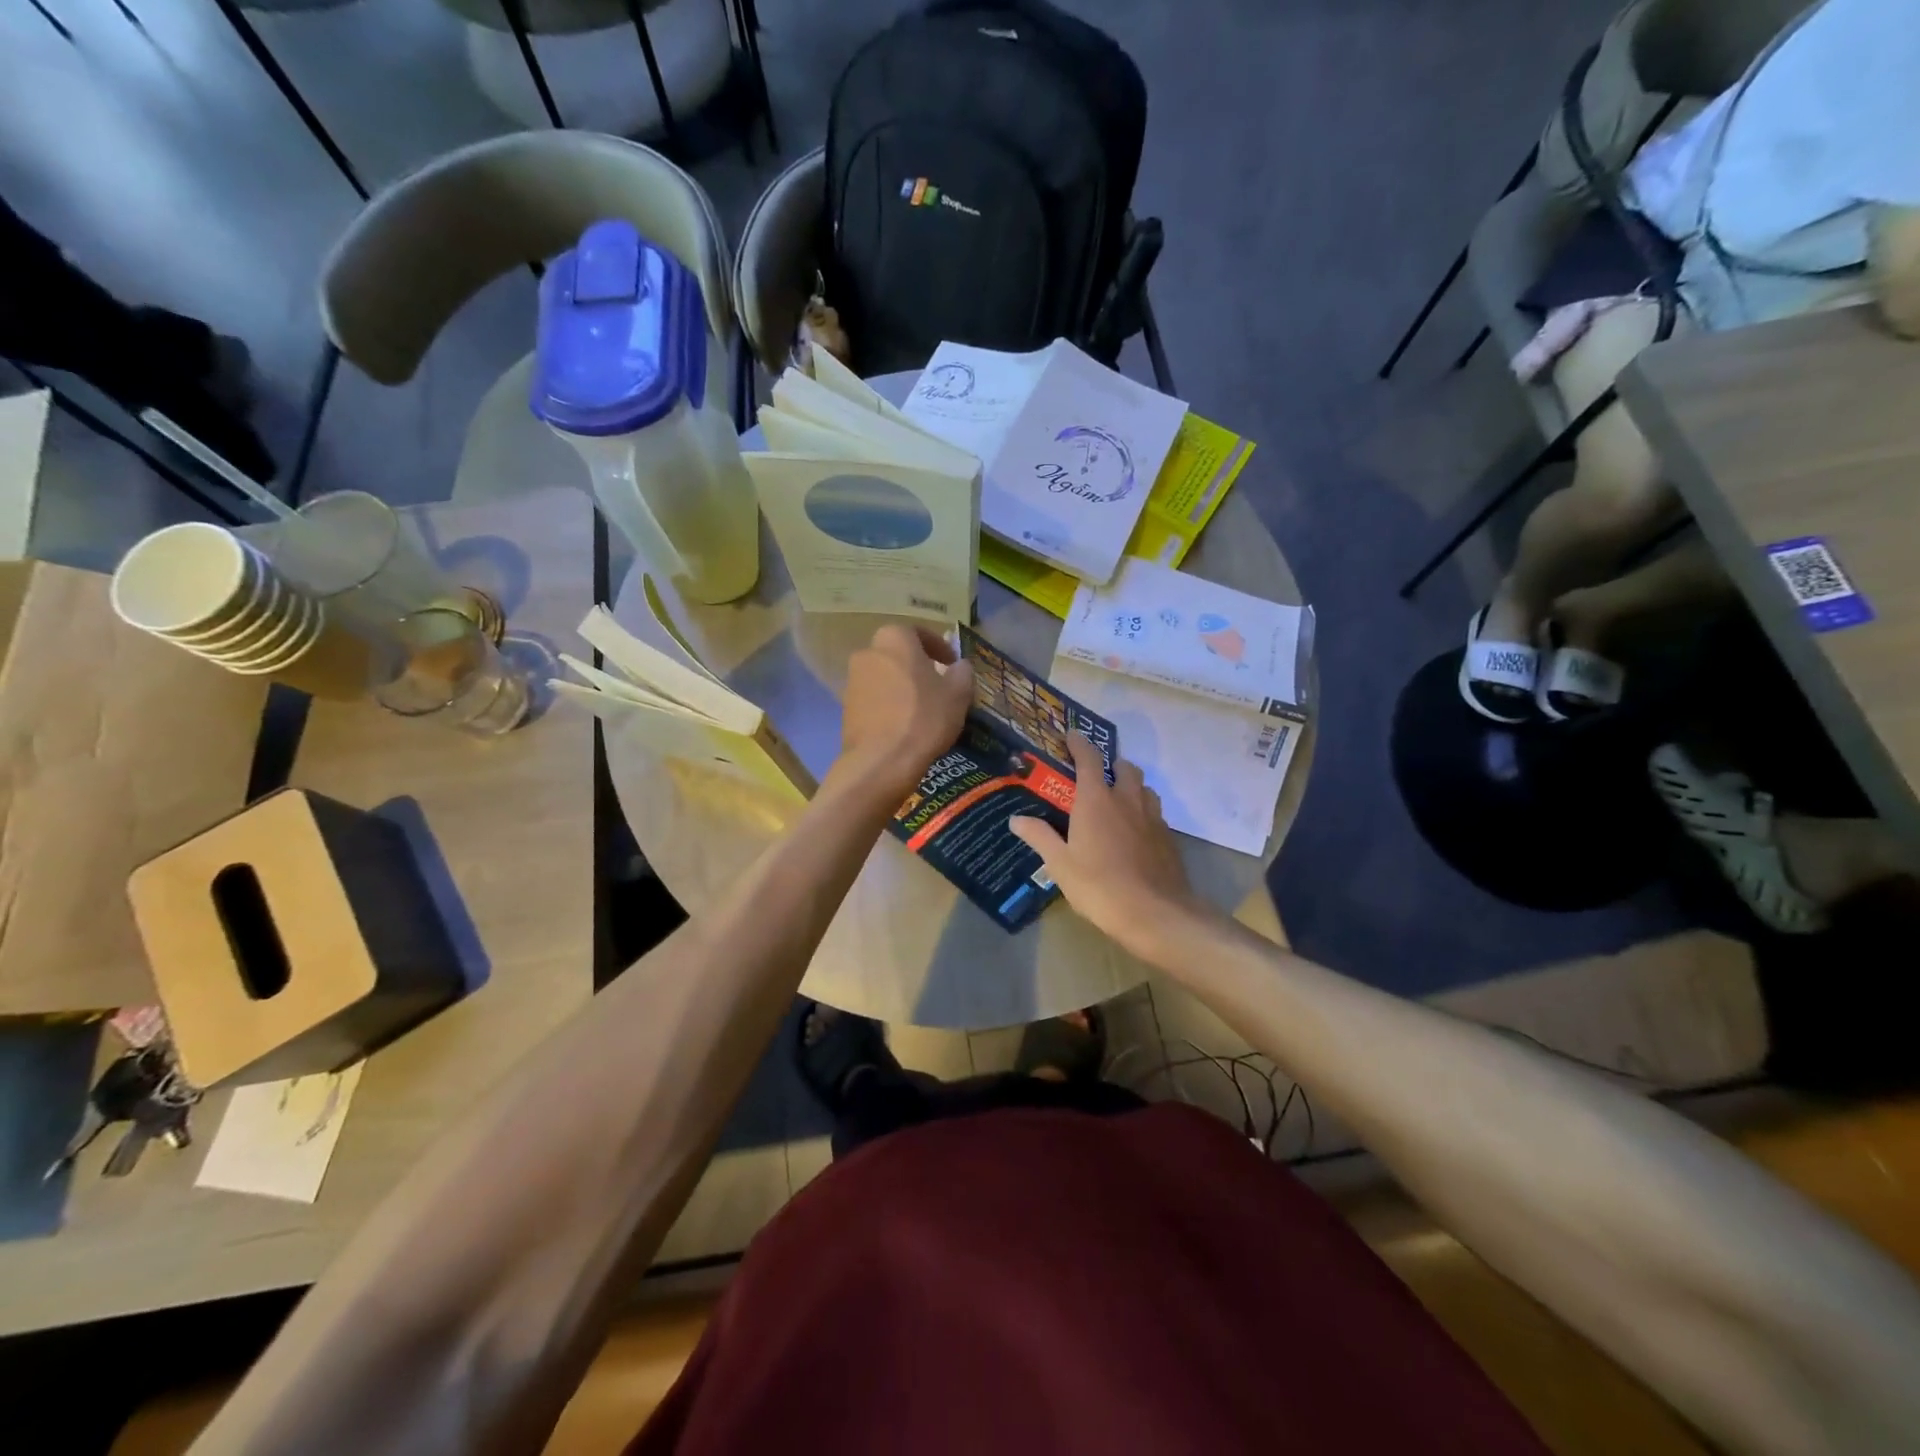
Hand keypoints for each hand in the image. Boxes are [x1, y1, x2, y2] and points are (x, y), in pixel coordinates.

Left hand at [833, 624, 974, 802]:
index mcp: (895, 639)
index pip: (918, 633)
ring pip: (884, 676)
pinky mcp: (846, 708)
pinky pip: (874, 698)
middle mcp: (868, 653)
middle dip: (917, 666)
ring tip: (922, 707)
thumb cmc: (924, 718)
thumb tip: (960, 666)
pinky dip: (889, 704)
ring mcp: (852, 681)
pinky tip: (904, 724)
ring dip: (902, 686)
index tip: (952, 664)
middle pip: (897, 654)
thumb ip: (962, 673)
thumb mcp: (958, 694)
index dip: (939, 647)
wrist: (882, 761)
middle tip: (937, 684)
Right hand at [1008, 734, 1213, 961]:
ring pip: (1144, 788)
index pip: (1089, 759)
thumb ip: (1040, 837)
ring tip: (1117, 801)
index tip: (1072, 735)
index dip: (1080, 743)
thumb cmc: (1100, 886)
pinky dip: (1143, 812)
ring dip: (1131, 786)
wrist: (1156, 914)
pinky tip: (1135, 832)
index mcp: (1097, 800)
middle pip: (1124, 768)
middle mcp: (1127, 800)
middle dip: (1111, 765)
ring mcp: (1152, 818)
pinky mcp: (1168, 837)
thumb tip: (1016, 818)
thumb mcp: (1060, 865)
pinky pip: (1155, 813)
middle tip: (1096, 776)